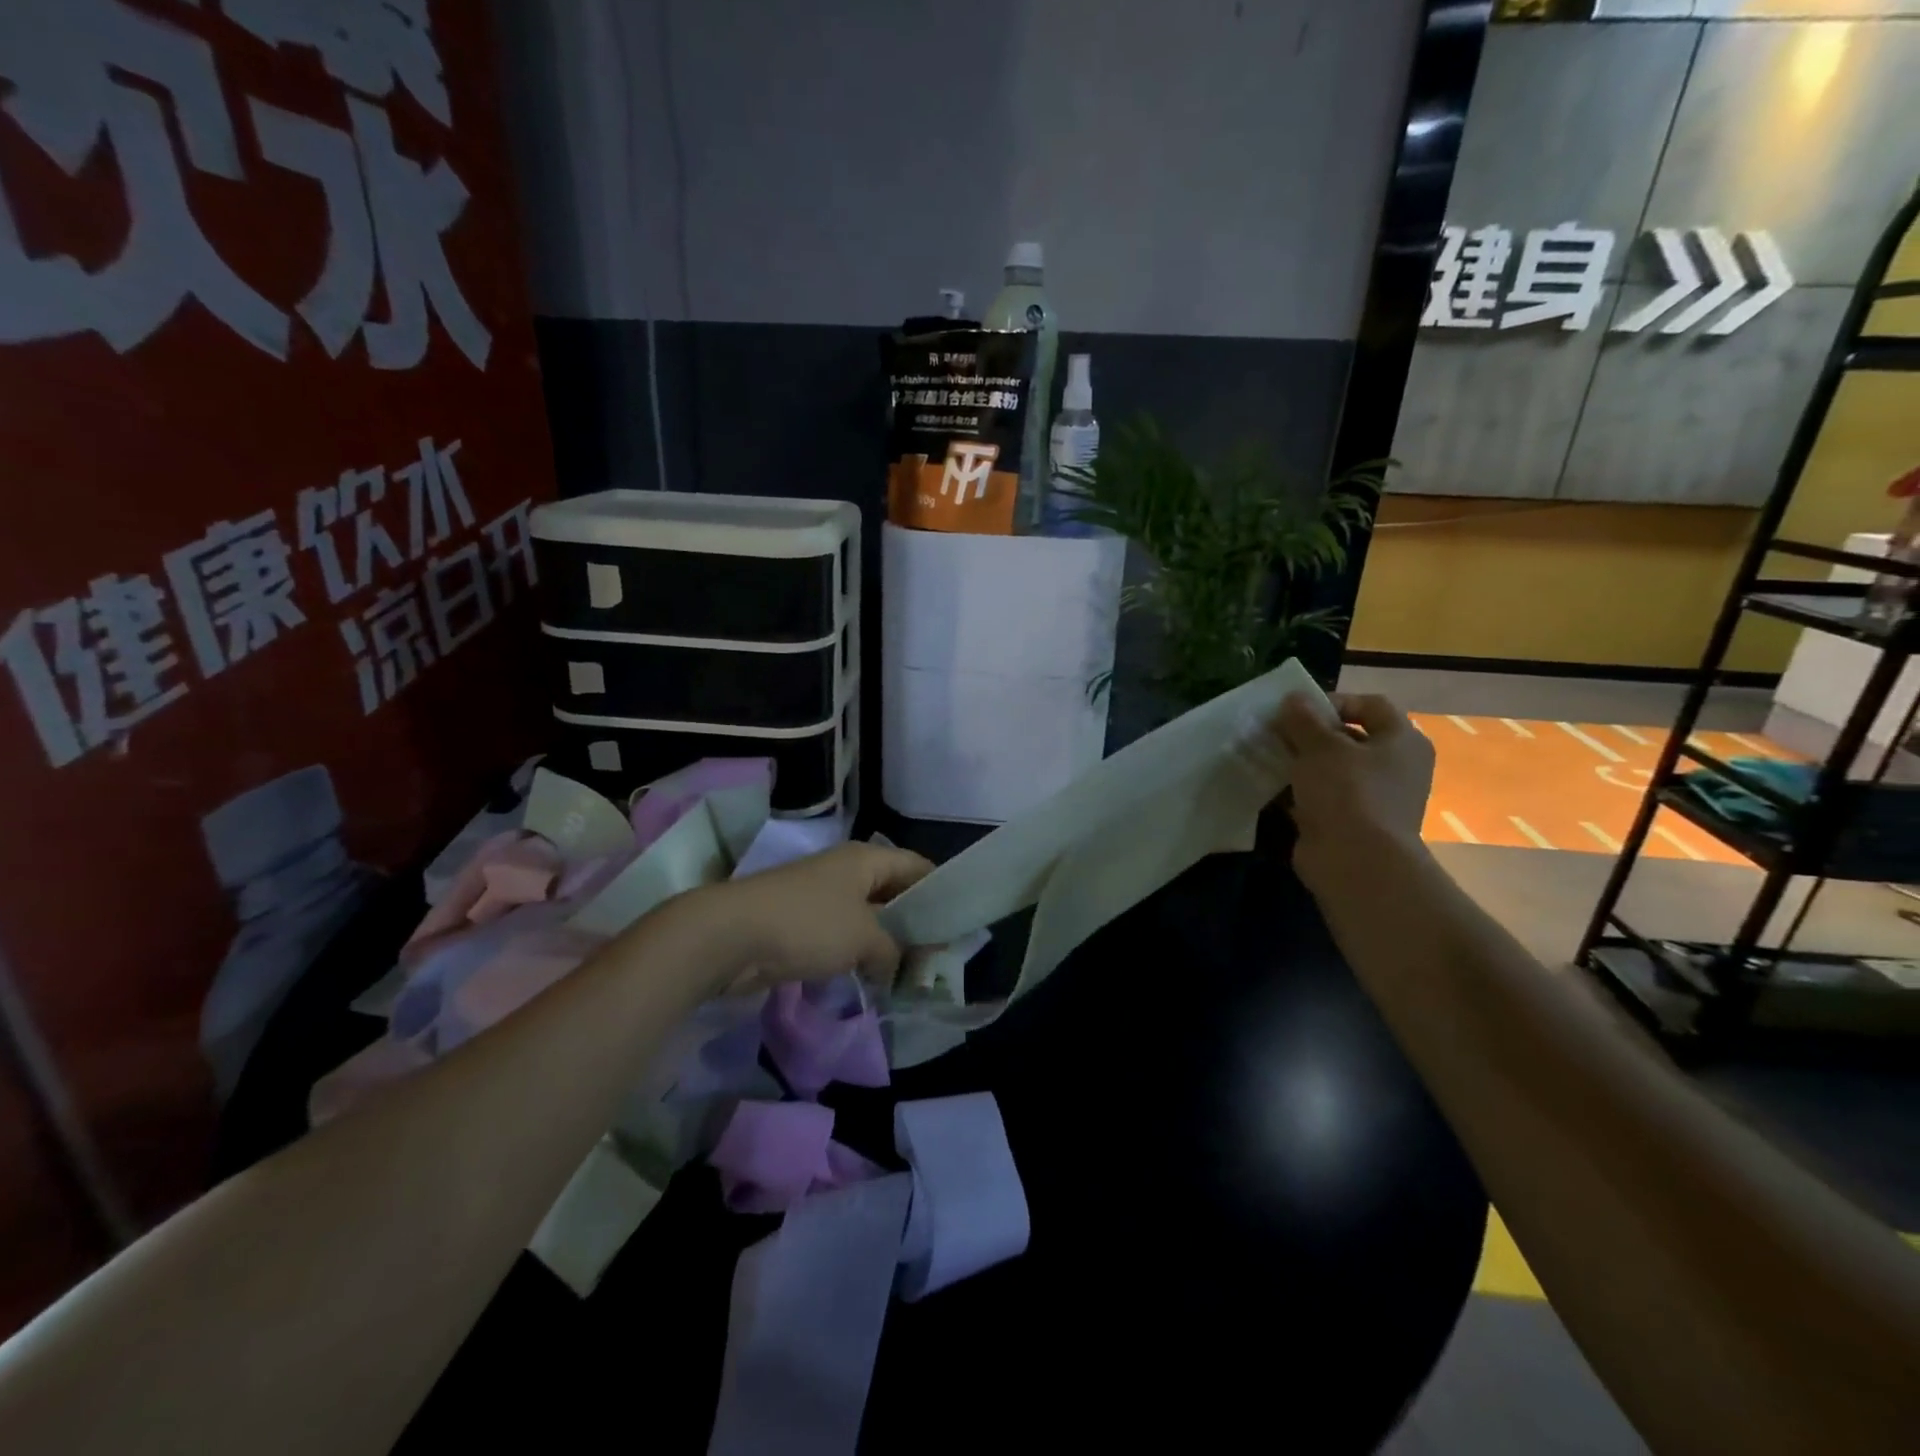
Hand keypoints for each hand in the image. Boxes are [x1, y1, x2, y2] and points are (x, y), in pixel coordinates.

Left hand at [674, 841, 934, 992]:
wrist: (731, 936)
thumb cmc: (809, 924)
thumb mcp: (865, 937)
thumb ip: (893, 951)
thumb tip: (895, 966)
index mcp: (867, 859)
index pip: (918, 867)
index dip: (941, 891)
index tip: (959, 926)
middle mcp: (846, 871)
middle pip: (893, 893)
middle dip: (914, 925)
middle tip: (937, 959)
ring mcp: (821, 896)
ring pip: (867, 917)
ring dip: (885, 944)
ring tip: (908, 975)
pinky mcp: (801, 924)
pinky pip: (842, 936)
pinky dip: (857, 955)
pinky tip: (869, 980)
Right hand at [1273, 691, 1434, 894]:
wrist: (1355, 862)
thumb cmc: (1347, 792)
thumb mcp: (1320, 746)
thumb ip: (1303, 719)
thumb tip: (1292, 699)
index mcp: (1402, 741)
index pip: (1371, 705)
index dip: (1334, 701)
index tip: (1298, 710)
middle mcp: (1395, 767)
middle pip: (1349, 738)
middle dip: (1310, 734)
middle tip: (1277, 733)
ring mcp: (1373, 799)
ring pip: (1331, 770)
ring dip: (1300, 764)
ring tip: (1268, 758)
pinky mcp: (1350, 824)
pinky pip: (1320, 798)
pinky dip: (1297, 793)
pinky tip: (1270, 788)